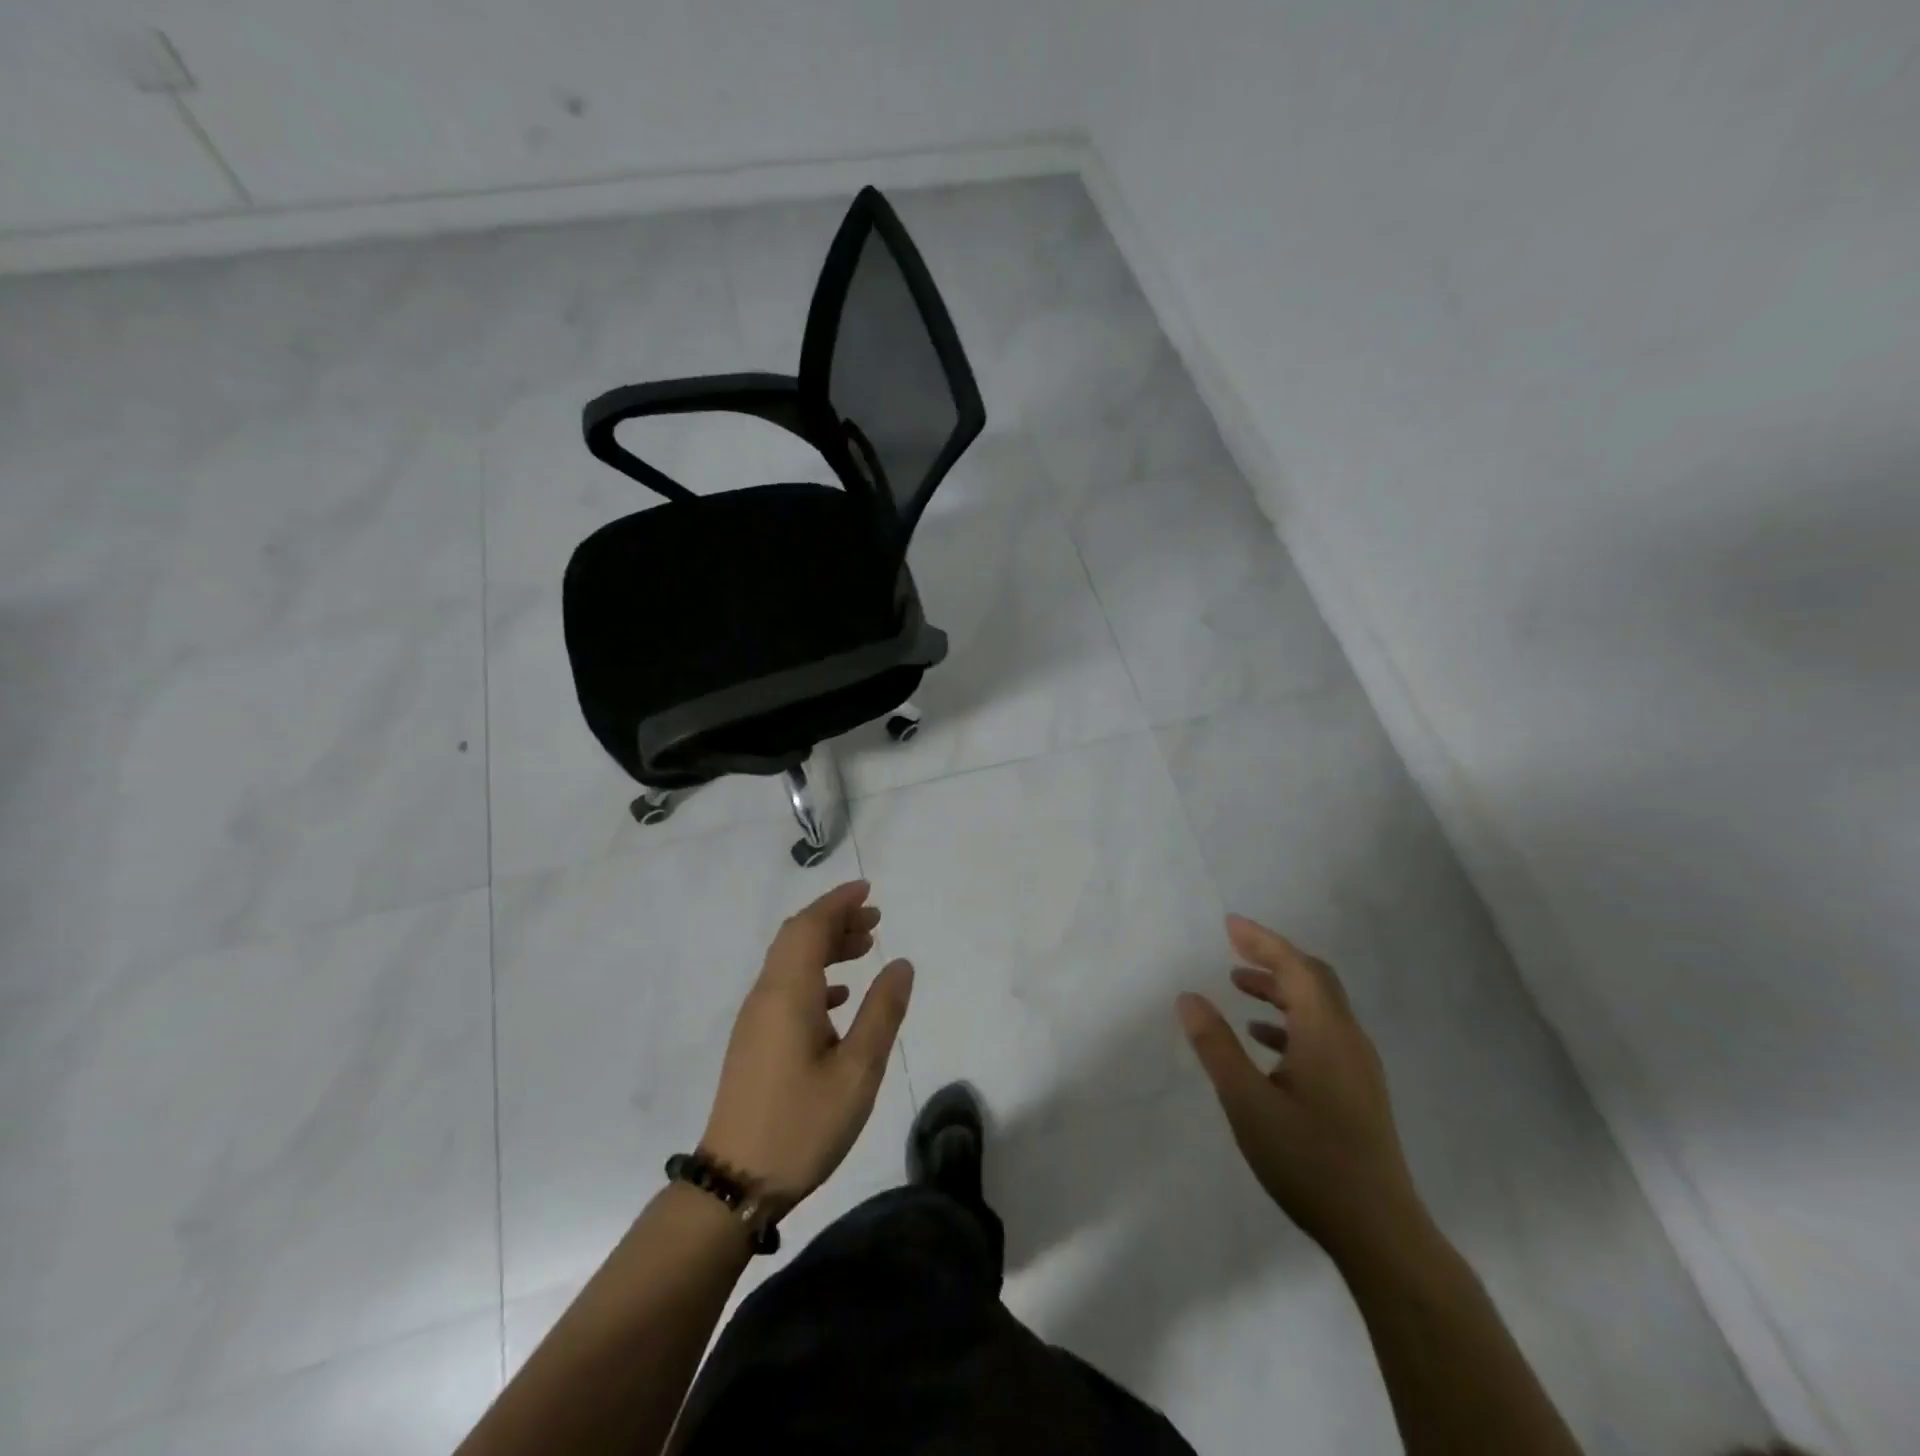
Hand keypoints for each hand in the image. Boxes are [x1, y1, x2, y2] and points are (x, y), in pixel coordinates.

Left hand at [700, 880, 914, 1205]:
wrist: (735, 1184)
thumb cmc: (801, 1125)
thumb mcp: (857, 1072)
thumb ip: (882, 1013)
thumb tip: (901, 964)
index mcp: (788, 994)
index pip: (809, 927)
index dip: (837, 903)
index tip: (868, 890)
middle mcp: (766, 996)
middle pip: (797, 938)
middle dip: (834, 920)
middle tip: (874, 920)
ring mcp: (756, 1019)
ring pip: (790, 962)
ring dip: (825, 947)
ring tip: (865, 949)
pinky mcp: (754, 1042)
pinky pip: (785, 987)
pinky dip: (814, 976)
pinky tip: (839, 997)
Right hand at [1178, 915, 1425, 1261]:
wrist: (1379, 1232)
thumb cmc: (1309, 1161)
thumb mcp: (1247, 1102)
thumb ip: (1216, 1046)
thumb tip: (1189, 997)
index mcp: (1326, 1033)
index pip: (1295, 967)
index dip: (1262, 940)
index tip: (1229, 924)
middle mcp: (1348, 1040)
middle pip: (1313, 979)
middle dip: (1273, 957)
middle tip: (1233, 947)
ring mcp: (1358, 1067)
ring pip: (1319, 1007)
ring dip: (1280, 989)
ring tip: (1238, 987)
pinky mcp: (1358, 1091)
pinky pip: (1323, 1034)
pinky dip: (1291, 1021)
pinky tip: (1264, 1040)